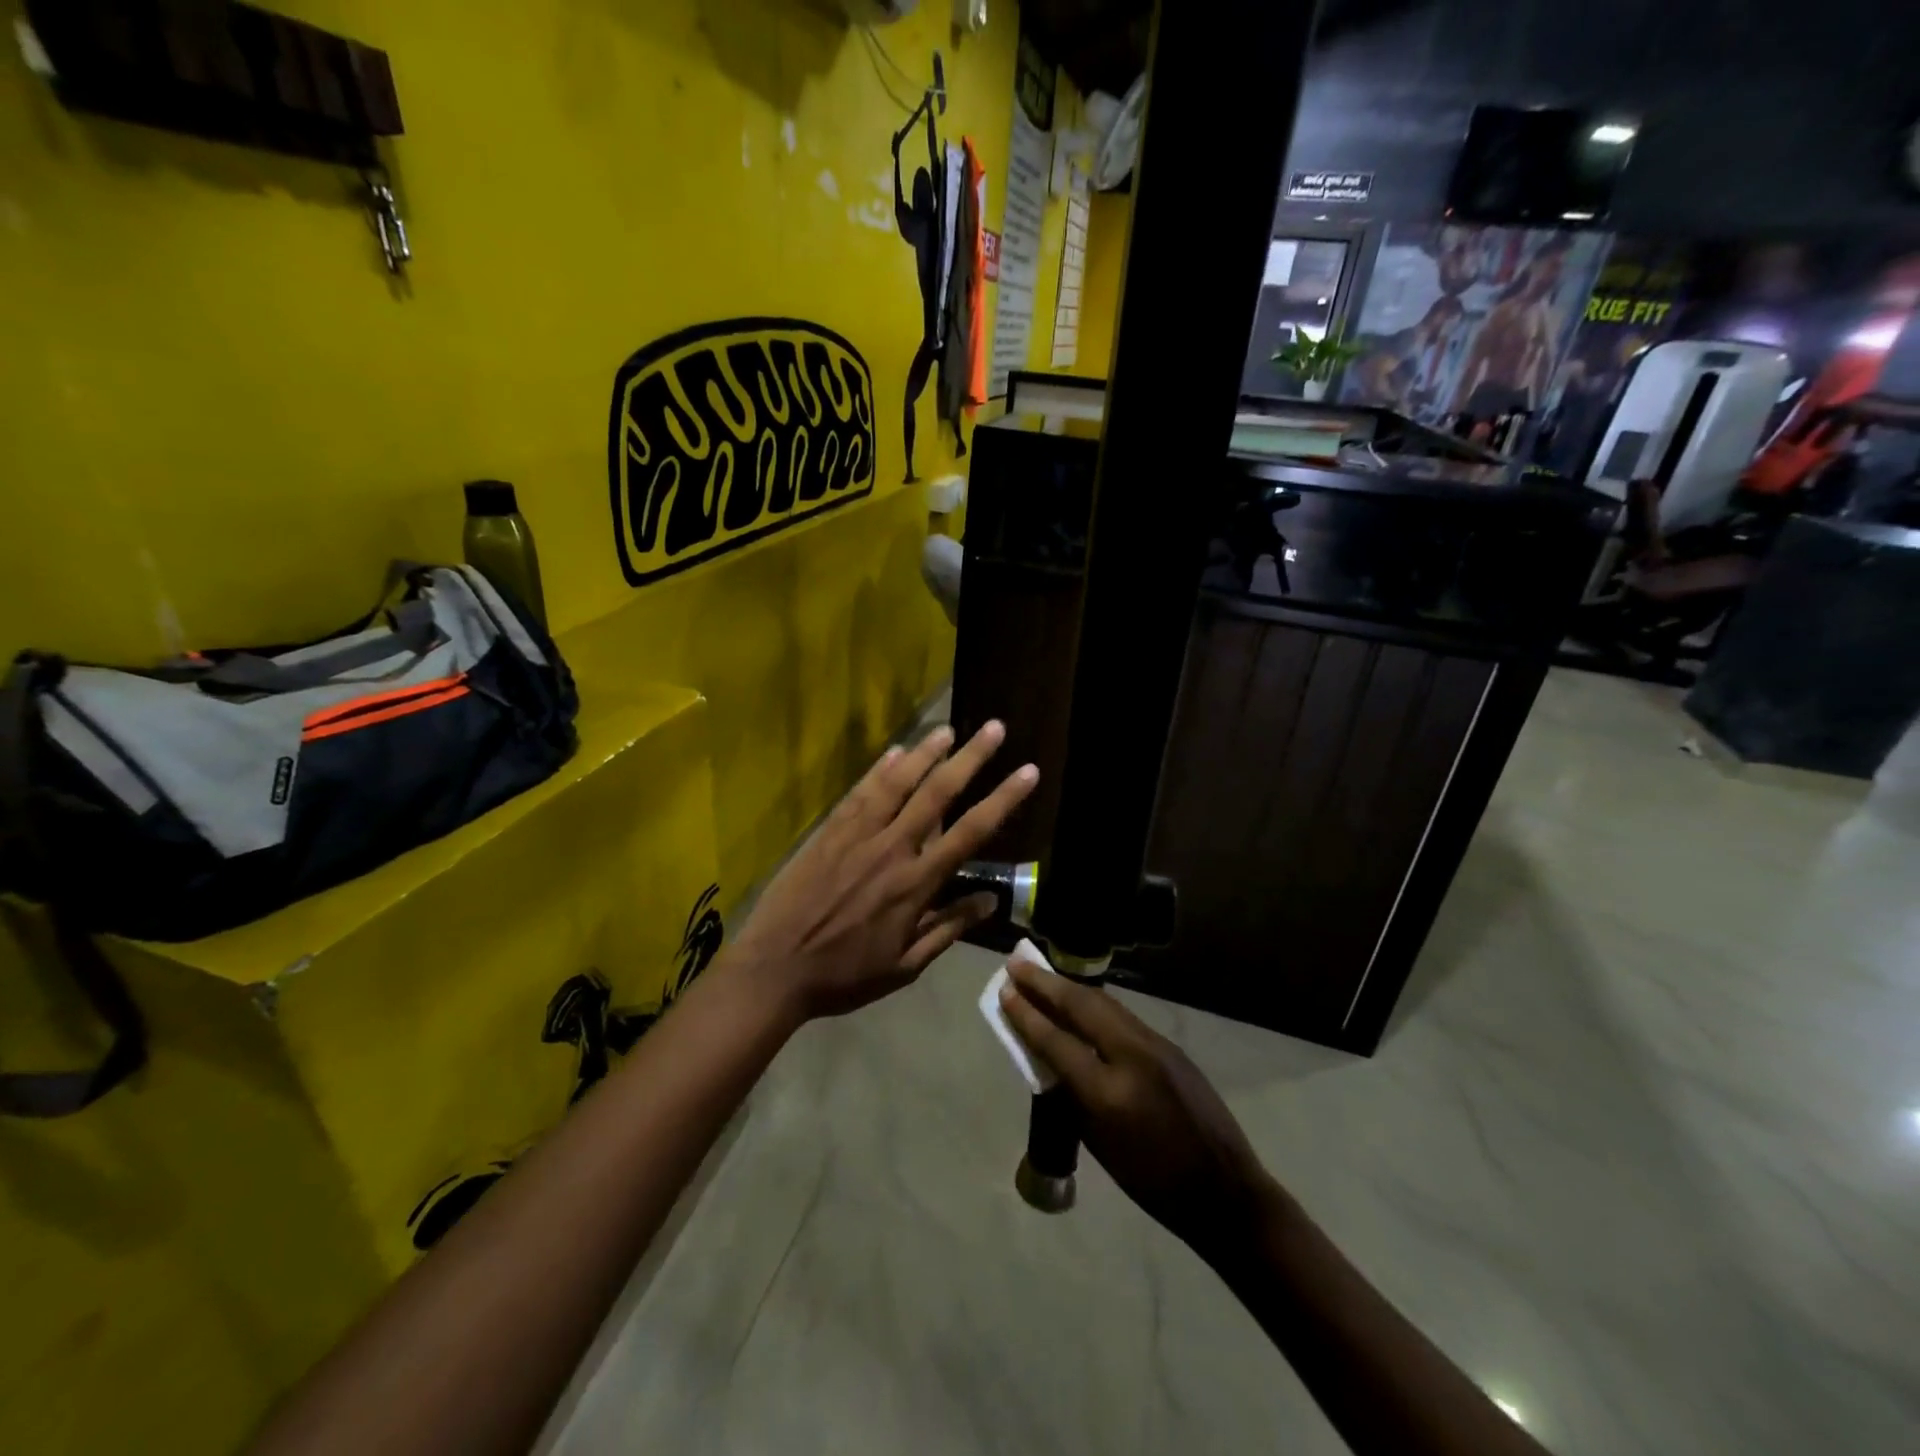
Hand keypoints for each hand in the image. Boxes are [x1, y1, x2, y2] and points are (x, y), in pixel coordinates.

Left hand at [730, 723, 1037, 1021]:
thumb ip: (948, 929)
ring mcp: (857, 836)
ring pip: (898, 784)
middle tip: (995, 728)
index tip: (1028, 771)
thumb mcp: (906, 966)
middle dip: (970, 759)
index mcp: (915, 884)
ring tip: (949, 729)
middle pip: (938, 794)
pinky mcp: (828, 832)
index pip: (970, 833)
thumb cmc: (845, 974)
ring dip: (926, 753)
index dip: (1003, 799)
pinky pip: (859, 793)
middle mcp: (891, 849)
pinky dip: (879, 770)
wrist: (775, 968)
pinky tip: (896, 752)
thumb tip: (990, 900)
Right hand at [1000, 961, 1272, 1257]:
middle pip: (1081, 1006)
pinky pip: (1123, 1017)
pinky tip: (1080, 1003)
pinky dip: (1094, 1005)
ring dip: (1070, 989)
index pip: (1057, 1041)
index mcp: (1108, 1092)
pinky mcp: (1170, 1046)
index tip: (1004, 990)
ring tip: (1041, 976)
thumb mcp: (1099, 1145)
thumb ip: (1070, 1094)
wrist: (1225, 1193)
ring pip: (1104, 1004)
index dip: (1027, 1014)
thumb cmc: (1152, 1183)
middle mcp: (1132, 1056)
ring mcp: (1156, 1045)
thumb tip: (1048, 1055)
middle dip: (1045, 983)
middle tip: (1016, 964)